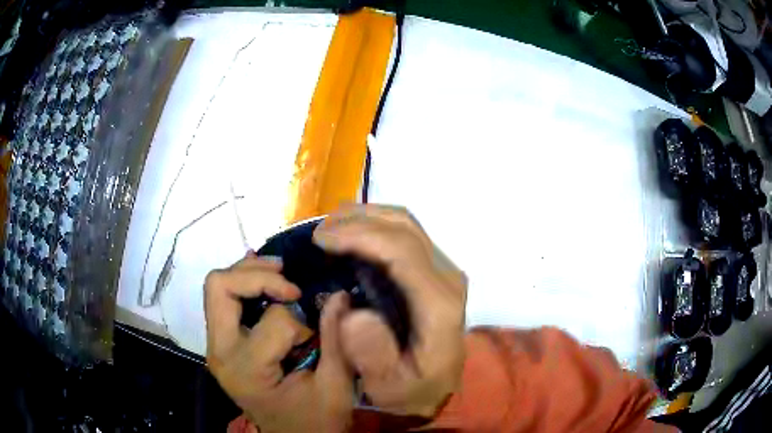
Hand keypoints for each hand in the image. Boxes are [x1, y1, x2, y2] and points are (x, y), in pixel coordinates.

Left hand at [204, 253, 353, 432]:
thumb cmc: (315, 420)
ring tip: (282, 274)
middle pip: (220, 287)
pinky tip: (268, 283)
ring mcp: (216, 346)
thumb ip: (337, 342)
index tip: (316, 338)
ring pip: (217, 287)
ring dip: (250, 274)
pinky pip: (223, 300)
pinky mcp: (221, 343)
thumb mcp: (335, 388)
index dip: (302, 322)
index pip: (273, 320)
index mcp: (247, 369)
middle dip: (259, 275)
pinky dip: (245, 283)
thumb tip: (339, 294)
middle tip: (292, 283)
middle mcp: (221, 353)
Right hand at [314, 205, 467, 417]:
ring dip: (364, 217)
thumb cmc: (412, 388)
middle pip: (403, 227)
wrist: (438, 386)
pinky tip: (349, 235)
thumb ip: (373, 356)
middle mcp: (446, 278)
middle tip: (317, 232)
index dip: (359, 235)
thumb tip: (352, 313)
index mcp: (438, 304)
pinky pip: (403, 233)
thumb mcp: (389, 387)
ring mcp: (442, 270)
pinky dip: (373, 226)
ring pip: (404, 223)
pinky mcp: (433, 269)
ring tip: (329, 229)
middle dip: (356, 220)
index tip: (320, 238)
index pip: (401, 251)